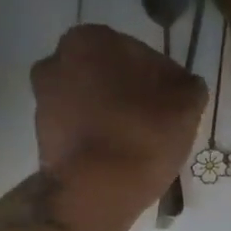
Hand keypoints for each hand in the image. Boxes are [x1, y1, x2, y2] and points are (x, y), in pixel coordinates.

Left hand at [31, 24, 206, 205]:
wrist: (94, 191)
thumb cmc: (143, 135)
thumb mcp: (186, 106)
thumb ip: (189, 86)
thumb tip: (184, 86)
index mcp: (92, 39)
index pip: (140, 53)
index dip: (162, 80)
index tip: (175, 104)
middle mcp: (58, 59)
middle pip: (110, 75)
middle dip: (131, 93)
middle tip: (158, 122)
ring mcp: (44, 98)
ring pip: (92, 100)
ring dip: (113, 114)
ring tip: (139, 142)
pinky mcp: (42, 133)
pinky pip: (80, 127)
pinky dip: (97, 135)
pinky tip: (118, 156)